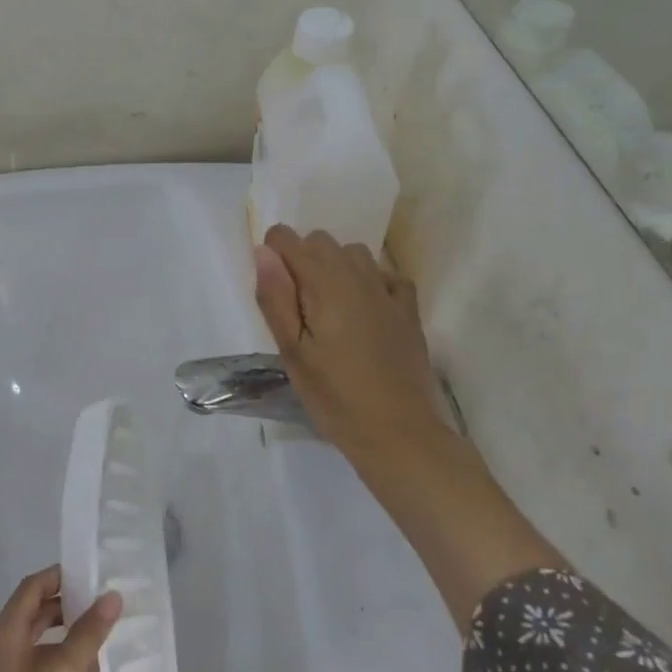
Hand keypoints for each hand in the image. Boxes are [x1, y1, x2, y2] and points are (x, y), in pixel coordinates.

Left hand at [0, 565, 120, 671]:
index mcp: (2, 635)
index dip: (60, 575)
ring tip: (100, 633)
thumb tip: (112, 595)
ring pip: (33, 641)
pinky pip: (32, 667)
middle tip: (104, 601)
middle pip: (31, 612)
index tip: (94, 573)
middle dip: (66, 603)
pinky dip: (55, 659)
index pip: (31, 587)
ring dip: (63, 632)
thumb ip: (87, 633)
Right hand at [255, 226, 561, 626]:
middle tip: (297, 308)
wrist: (397, 432)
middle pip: (321, 241)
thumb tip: (263, 252)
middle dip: (301, 260)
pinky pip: (384, 274)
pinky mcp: (408, 309)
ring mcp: (388, 290)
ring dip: (335, 268)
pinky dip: (368, 281)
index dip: (272, 256)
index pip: (287, 239)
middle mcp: (358, 274)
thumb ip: (276, 298)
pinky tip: (364, 311)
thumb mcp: (292, 352)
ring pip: (354, 253)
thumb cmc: (334, 396)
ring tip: (328, 310)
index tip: (273, 292)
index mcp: (324, 282)